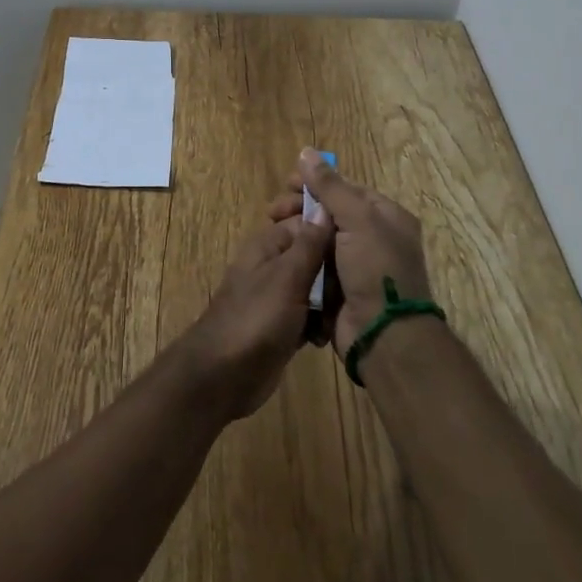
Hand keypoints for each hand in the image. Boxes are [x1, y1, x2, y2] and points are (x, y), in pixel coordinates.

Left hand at [174, 210, 332, 419]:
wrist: (223, 375)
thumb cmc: (255, 319)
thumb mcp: (287, 277)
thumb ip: (309, 244)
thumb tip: (326, 206)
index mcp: (270, 244)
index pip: (309, 222)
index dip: (333, 231)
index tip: (358, 246)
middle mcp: (275, 264)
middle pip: (317, 256)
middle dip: (334, 274)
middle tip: (347, 293)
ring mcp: (279, 296)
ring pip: (317, 288)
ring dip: (330, 303)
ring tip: (335, 320)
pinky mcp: (284, 325)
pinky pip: (311, 315)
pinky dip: (319, 325)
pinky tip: (323, 339)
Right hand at [269, 148, 432, 355]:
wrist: (385, 337)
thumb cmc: (377, 270)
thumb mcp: (357, 220)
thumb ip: (330, 186)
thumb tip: (306, 151)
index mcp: (385, 217)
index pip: (346, 188)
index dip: (316, 182)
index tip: (287, 182)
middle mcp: (373, 238)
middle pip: (329, 213)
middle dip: (301, 208)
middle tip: (273, 211)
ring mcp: (355, 265)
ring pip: (319, 239)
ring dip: (296, 233)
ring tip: (272, 232)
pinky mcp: (339, 289)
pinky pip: (315, 266)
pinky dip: (299, 259)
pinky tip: (280, 255)